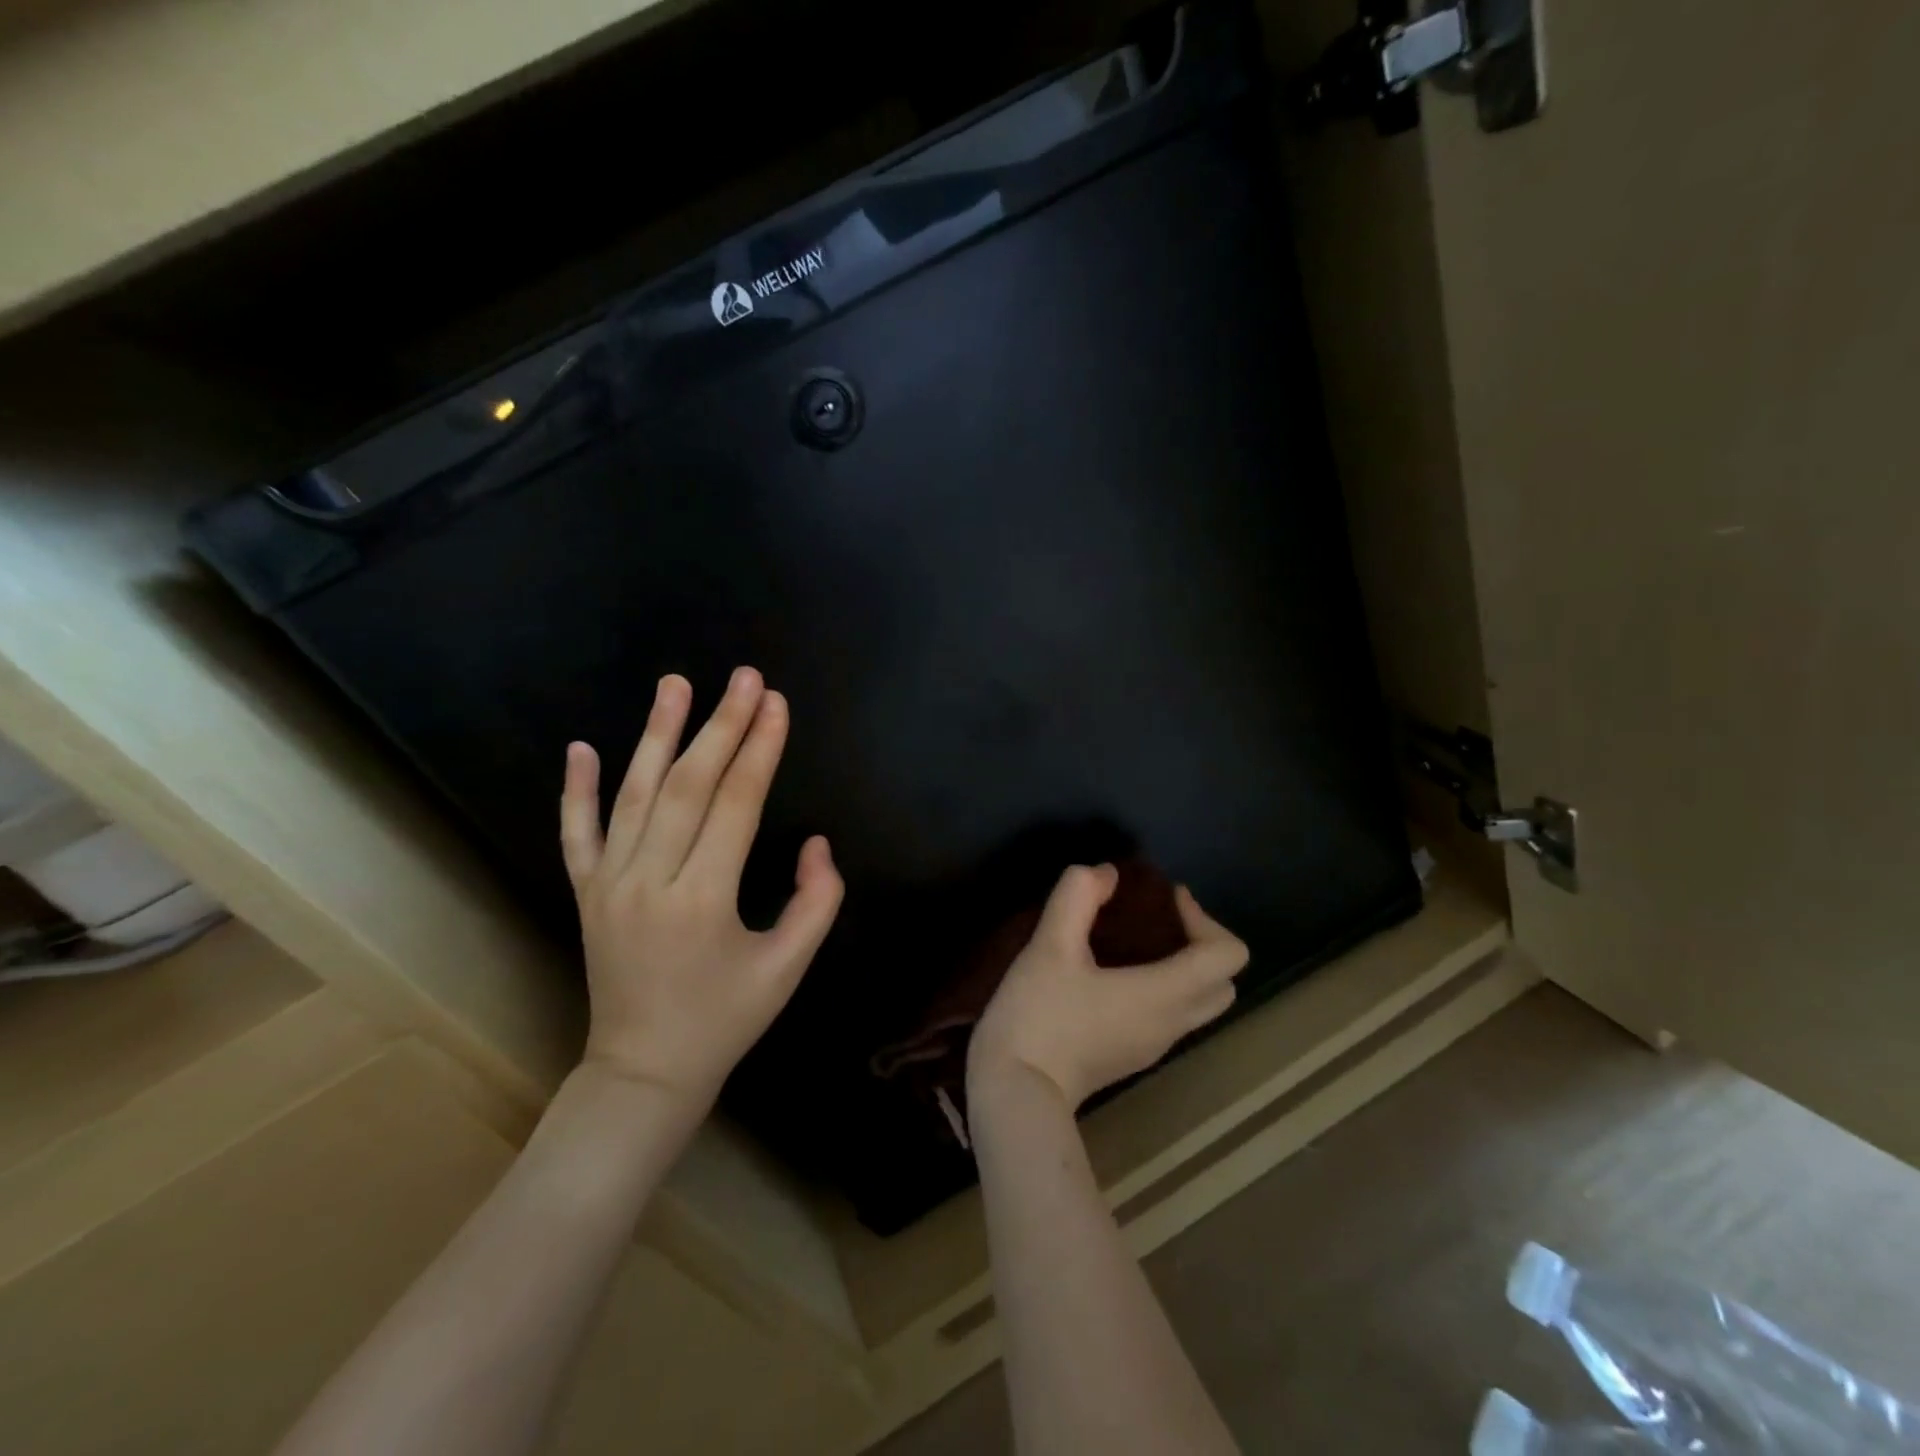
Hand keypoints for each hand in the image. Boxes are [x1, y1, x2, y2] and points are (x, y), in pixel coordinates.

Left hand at [559, 667, 843, 1117]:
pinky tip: (581, 747)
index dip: (760, 750)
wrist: (644, 1072)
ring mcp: (609, 884)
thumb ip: (815, 902)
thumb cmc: (725, 1020)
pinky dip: (577, 790)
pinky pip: (577, 833)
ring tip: (676, 683)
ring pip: (634, 795)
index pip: (736, 805)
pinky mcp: (585, 893)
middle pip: (687, 786)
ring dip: (655, 734)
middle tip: (744, 677)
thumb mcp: (788, 969)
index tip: (777, 704)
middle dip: (721, 726)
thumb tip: (817, 843)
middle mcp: (650, 881)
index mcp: (703, 900)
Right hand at [969, 865, 1248, 1110]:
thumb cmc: (1039, 1016)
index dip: (1204, 918)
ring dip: (1182, 967)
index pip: (1228, 956)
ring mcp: (1153, 1046)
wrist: (1015, 1093)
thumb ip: (1077, 897)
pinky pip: (1170, 1016)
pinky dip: (1162, 988)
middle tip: (1159, 919)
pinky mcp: (1131, 1056)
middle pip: (1223, 983)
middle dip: (1201, 943)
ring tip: (1133, 940)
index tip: (1164, 900)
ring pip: (1198, 1004)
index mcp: (1164, 994)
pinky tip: (1111, 973)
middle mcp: (1171, 1023)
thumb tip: (1104, 874)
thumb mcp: (1049, 946)